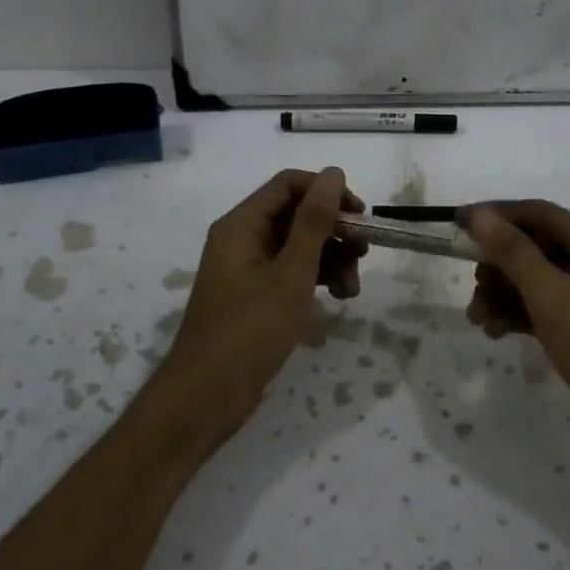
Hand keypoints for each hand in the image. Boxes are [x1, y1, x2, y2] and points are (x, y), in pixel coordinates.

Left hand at [141, 168, 365, 453]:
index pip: (289, 185)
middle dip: (333, 231)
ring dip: (330, 259)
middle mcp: (241, 239)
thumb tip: (333, 172)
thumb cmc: (249, 330)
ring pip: (296, 246)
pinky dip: (314, 280)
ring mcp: (246, 269)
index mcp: (242, 224)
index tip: (360, 215)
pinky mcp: (253, 296)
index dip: (327, 191)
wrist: (206, 397)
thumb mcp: (291, 273)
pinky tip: (338, 299)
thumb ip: (314, 222)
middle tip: (364, 254)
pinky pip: (289, 272)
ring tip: (353, 290)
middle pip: (295, 215)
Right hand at [463, 201, 569, 448]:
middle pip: (536, 247)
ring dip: (504, 294)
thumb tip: (479, 215)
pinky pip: (547, 309)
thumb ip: (513, 252)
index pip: (539, 212)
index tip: (457, 225)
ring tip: (478, 319)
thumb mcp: (551, 296)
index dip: (497, 215)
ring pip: (538, 281)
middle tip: (473, 285)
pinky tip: (496, 332)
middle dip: (499, 264)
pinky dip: (520, 315)